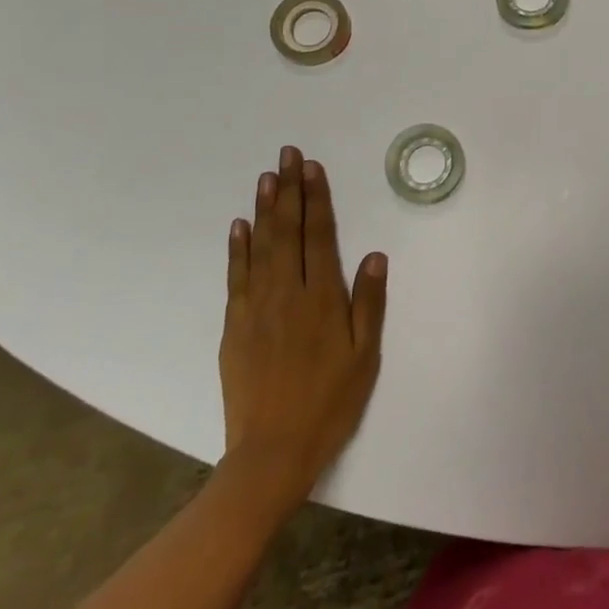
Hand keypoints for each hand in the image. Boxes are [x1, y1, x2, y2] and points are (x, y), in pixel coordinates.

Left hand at [219, 146, 387, 505]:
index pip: (319, 236)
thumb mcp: (365, 356)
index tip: (312, 167)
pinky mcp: (235, 327)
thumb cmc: (330, 402)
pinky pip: (236, 277)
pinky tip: (239, 227)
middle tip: (286, 155)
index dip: (316, 199)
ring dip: (264, 210)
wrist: (272, 452)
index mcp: (321, 298)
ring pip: (259, 247)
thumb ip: (369, 303)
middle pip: (287, 232)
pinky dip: (237, 248)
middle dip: (288, 191)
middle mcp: (286, 293)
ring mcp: (256, 308)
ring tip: (266, 178)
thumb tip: (374, 255)